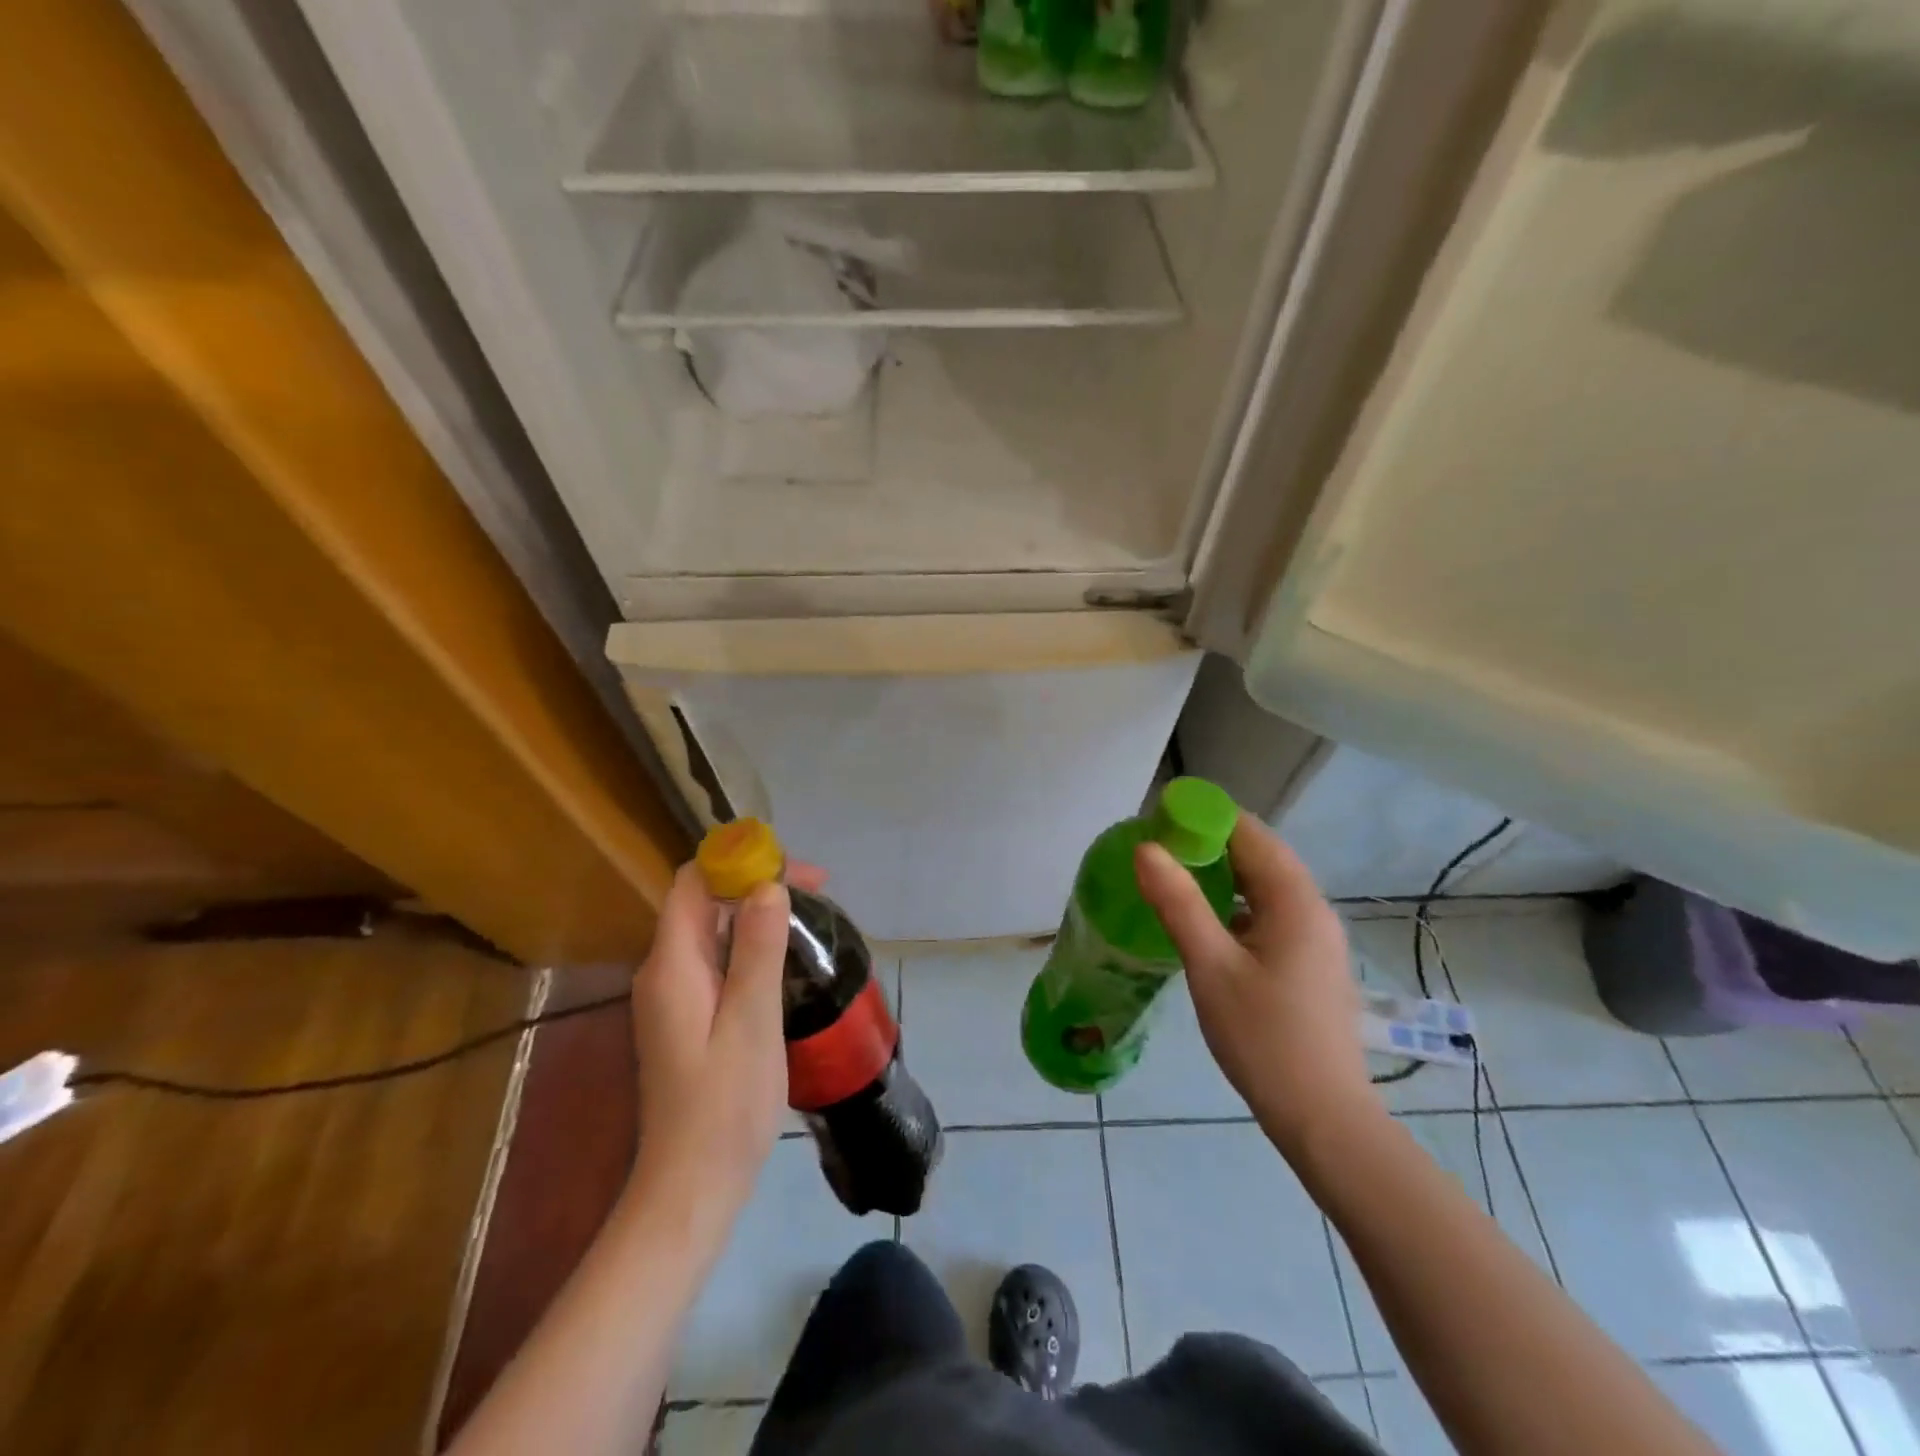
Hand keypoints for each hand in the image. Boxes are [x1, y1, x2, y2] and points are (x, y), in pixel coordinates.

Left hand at [627, 860, 825, 1218]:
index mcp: (672, 965)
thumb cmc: (725, 1105)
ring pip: (713, 931)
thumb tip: (767, 884)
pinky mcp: (687, 1017)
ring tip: (808, 920)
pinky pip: (717, 960)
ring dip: (756, 914)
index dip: (739, 861)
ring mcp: (673, 996)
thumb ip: (757, 950)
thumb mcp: (751, 1022)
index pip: (694, 883)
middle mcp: (665, 972)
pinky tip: (784, 961)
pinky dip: (750, 945)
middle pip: (704, 902)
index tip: (793, 869)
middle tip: (817, 893)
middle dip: (756, 884)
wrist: (691, 1187)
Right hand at [1134, 814, 1378, 1154]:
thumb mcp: (1211, 967)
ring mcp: (1316, 939)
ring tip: (1172, 883)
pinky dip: (1236, 907)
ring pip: (1264, 887)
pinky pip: (1270, 916)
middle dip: (1208, 846)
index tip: (1158, 822)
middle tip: (1156, 854)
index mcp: (1295, 901)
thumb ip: (1179, 903)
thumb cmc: (1264, 1039)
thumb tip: (1146, 848)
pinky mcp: (1310, 964)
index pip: (1249, 832)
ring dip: (1221, 877)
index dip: (1203, 818)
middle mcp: (1313, 910)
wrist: (1324, 1119)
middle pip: (1259, 856)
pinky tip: (1205, 926)